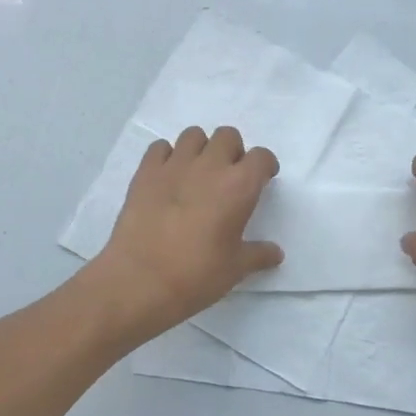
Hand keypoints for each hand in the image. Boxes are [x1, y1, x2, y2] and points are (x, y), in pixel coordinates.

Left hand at [78, 125, 283, 346]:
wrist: (140, 280)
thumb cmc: (196, 275)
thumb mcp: (235, 269)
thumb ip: (258, 255)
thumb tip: (275, 253)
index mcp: (238, 186)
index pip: (261, 157)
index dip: (264, 165)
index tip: (262, 179)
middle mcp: (209, 166)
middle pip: (227, 136)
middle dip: (232, 151)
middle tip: (228, 177)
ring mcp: (175, 165)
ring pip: (193, 135)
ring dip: (200, 149)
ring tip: (197, 173)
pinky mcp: (146, 171)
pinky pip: (160, 148)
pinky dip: (167, 156)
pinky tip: (167, 178)